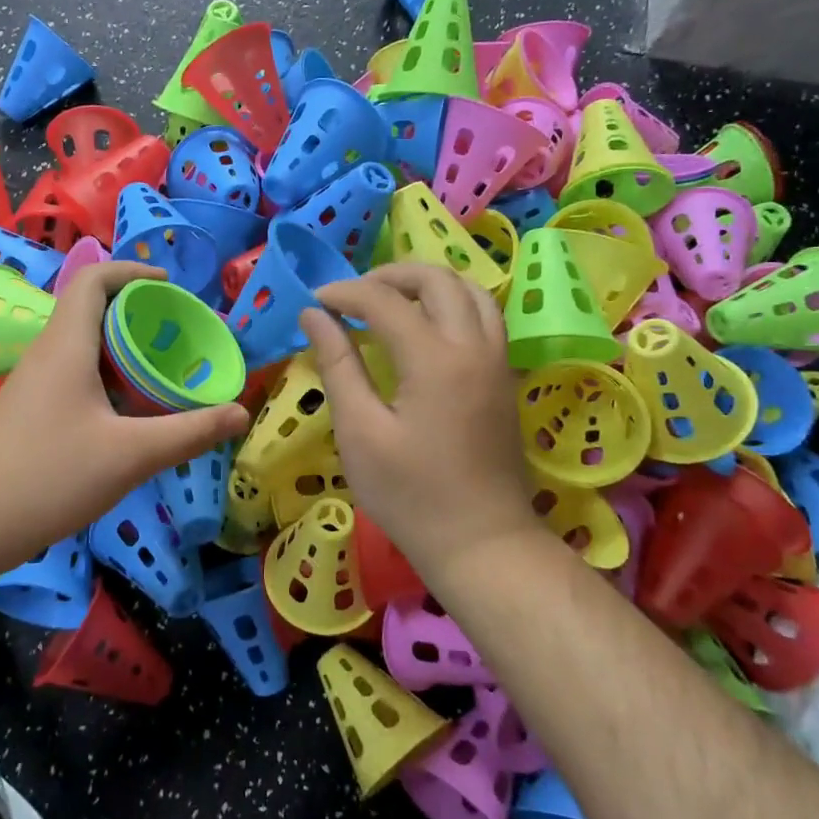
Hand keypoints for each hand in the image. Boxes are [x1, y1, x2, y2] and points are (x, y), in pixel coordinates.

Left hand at [0, 262, 249, 573]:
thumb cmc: (49, 477)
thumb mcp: (131, 456)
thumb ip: (189, 432)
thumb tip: (241, 412)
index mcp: (67, 344)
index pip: (94, 279)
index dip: (133, 271)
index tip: (172, 286)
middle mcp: (48, 352)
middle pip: (94, 309)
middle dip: (140, 313)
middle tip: (182, 335)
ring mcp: (36, 381)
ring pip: (86, 344)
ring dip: (126, 348)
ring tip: (167, 370)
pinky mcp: (32, 408)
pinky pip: (76, 373)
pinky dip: (110, 376)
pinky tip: (134, 410)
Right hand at [299, 264, 538, 572]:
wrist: (482, 542)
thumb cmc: (411, 495)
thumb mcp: (360, 432)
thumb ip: (338, 365)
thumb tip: (314, 315)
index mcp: (434, 359)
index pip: (383, 300)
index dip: (344, 293)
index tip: (314, 302)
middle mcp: (473, 346)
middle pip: (436, 279)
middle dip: (389, 275)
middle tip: (352, 295)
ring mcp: (497, 360)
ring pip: (469, 290)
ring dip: (426, 283)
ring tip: (389, 301)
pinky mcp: (504, 377)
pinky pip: (484, 315)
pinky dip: (452, 302)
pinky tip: (426, 326)